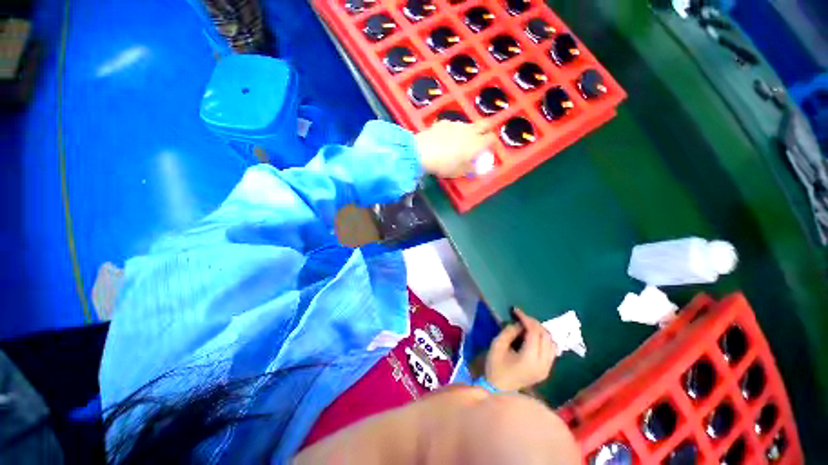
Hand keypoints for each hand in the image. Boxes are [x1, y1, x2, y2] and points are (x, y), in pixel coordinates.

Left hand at [415, 120, 495, 177]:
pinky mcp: (443, 122)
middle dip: (485, 130)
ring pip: (467, 125)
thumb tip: (474, 167)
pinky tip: (444, 138)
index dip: (491, 142)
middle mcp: (469, 131)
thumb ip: (469, 168)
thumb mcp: (458, 172)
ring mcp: (456, 124)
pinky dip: (451, 131)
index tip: (487, 148)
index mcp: (476, 144)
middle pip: (484, 124)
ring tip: (458, 141)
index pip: (491, 139)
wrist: (423, 152)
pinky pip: (452, 125)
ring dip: (467, 131)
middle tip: (480, 138)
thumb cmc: (445, 165)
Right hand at [485, 308, 556, 391]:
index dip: (526, 319)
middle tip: (521, 316)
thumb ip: (509, 331)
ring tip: (527, 325)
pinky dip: (544, 339)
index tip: (516, 311)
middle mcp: (543, 364)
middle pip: (545, 336)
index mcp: (530, 359)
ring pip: (551, 342)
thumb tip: (519, 323)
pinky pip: (551, 350)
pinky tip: (534, 336)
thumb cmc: (495, 367)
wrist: (500, 389)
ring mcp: (547, 368)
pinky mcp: (547, 370)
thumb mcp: (497, 345)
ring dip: (540, 330)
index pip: (534, 333)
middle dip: (534, 323)